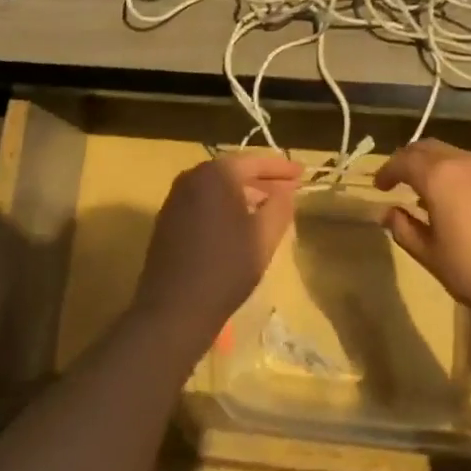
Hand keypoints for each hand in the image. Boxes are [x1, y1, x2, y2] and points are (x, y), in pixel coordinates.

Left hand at [133, 153, 301, 353]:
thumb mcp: (264, 236)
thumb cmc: (226, 267)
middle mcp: (191, 178)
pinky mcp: (168, 221)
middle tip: (290, 189)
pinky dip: (225, 207)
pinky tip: (241, 224)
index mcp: (215, 174)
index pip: (254, 162)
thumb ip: (280, 205)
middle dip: (264, 180)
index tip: (303, 174)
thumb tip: (286, 191)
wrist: (175, 309)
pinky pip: (203, 204)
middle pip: (234, 172)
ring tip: (270, 207)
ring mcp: (175, 200)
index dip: (281, 168)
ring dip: (245, 194)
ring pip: (217, 188)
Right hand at [375, 139, 470, 329]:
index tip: (379, 187)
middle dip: (408, 160)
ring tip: (426, 193)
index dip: (387, 171)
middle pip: (427, 147)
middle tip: (398, 182)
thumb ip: (404, 229)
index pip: (403, 160)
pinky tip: (457, 200)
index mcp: (438, 176)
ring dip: (433, 165)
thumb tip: (389, 212)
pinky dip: (455, 173)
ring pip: (452, 153)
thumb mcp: (430, 256)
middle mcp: (463, 162)